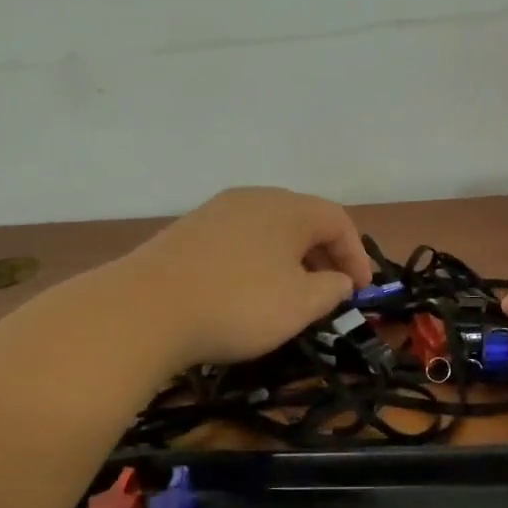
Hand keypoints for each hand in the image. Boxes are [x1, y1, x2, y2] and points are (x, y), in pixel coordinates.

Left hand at [120, 188, 375, 368]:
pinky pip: (238, 240)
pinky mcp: (188, 231)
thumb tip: (340, 280)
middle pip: (302, 220)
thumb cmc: (239, 304)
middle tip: (331, 292)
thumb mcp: (300, 305)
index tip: (361, 292)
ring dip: (290, 259)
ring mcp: (216, 211)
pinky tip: (248, 291)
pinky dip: (257, 261)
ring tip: (291, 294)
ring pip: (269, 230)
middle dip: (324, 256)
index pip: (338, 220)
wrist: (146, 308)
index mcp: (288, 208)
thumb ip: (331, 289)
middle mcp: (254, 198)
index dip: (357, 255)